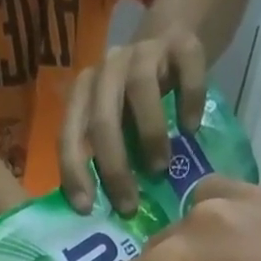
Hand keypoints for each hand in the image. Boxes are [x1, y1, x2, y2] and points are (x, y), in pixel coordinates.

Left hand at [59, 24, 205, 215]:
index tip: (86, 208)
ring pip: (141, 88)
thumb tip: (108, 217)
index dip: (75, 171)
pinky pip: (187, 68)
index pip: (70, 133)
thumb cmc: (138, 107)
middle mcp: (108, 68)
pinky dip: (189, 100)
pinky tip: (191, 129)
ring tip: (161, 168)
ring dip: (150, 134)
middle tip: (130, 205)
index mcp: (85, 93)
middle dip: (114, 167)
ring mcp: (144, 51)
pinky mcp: (182, 43)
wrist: (172, 45)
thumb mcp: (117, 131)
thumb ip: (108, 159)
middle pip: (103, 117)